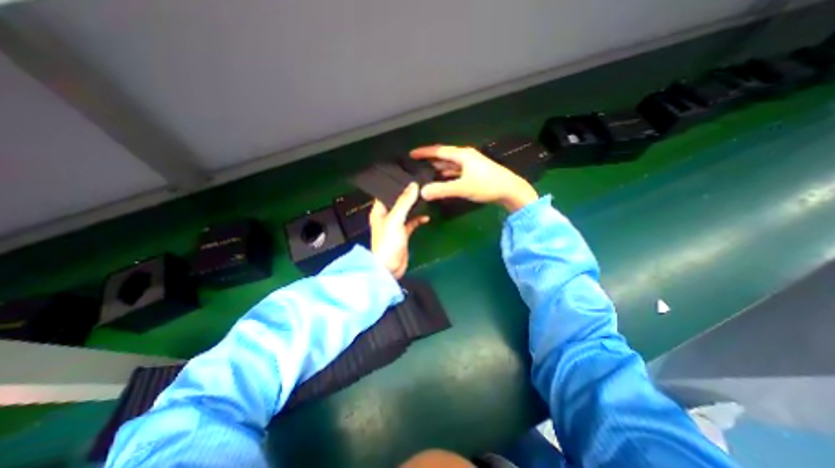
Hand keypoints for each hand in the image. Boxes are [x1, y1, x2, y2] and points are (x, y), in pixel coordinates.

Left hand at [367, 183, 426, 277]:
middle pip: (398, 201)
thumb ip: (404, 202)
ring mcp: (396, 225)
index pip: (386, 193)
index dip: (396, 184)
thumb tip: (414, 185)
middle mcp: (386, 216)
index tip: (409, 175)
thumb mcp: (395, 220)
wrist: (389, 268)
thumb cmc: (387, 243)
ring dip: (414, 206)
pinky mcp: (403, 234)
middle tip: (421, 183)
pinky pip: (412, 223)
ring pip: (406, 211)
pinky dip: (418, 219)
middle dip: (408, 194)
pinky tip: (427, 216)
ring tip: (426, 196)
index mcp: (379, 211)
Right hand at [410, 144, 538, 210]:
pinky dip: (447, 174)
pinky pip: (456, 171)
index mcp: (462, 155)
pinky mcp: (475, 173)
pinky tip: (443, 179)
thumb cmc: (487, 185)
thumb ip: (442, 190)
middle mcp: (465, 157)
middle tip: (416, 164)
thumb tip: (422, 192)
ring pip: (450, 164)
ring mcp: (471, 165)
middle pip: (444, 156)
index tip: (411, 154)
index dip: (424, 152)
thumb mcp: (463, 188)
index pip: (439, 151)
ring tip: (426, 172)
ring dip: (439, 168)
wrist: (510, 190)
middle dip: (430, 160)